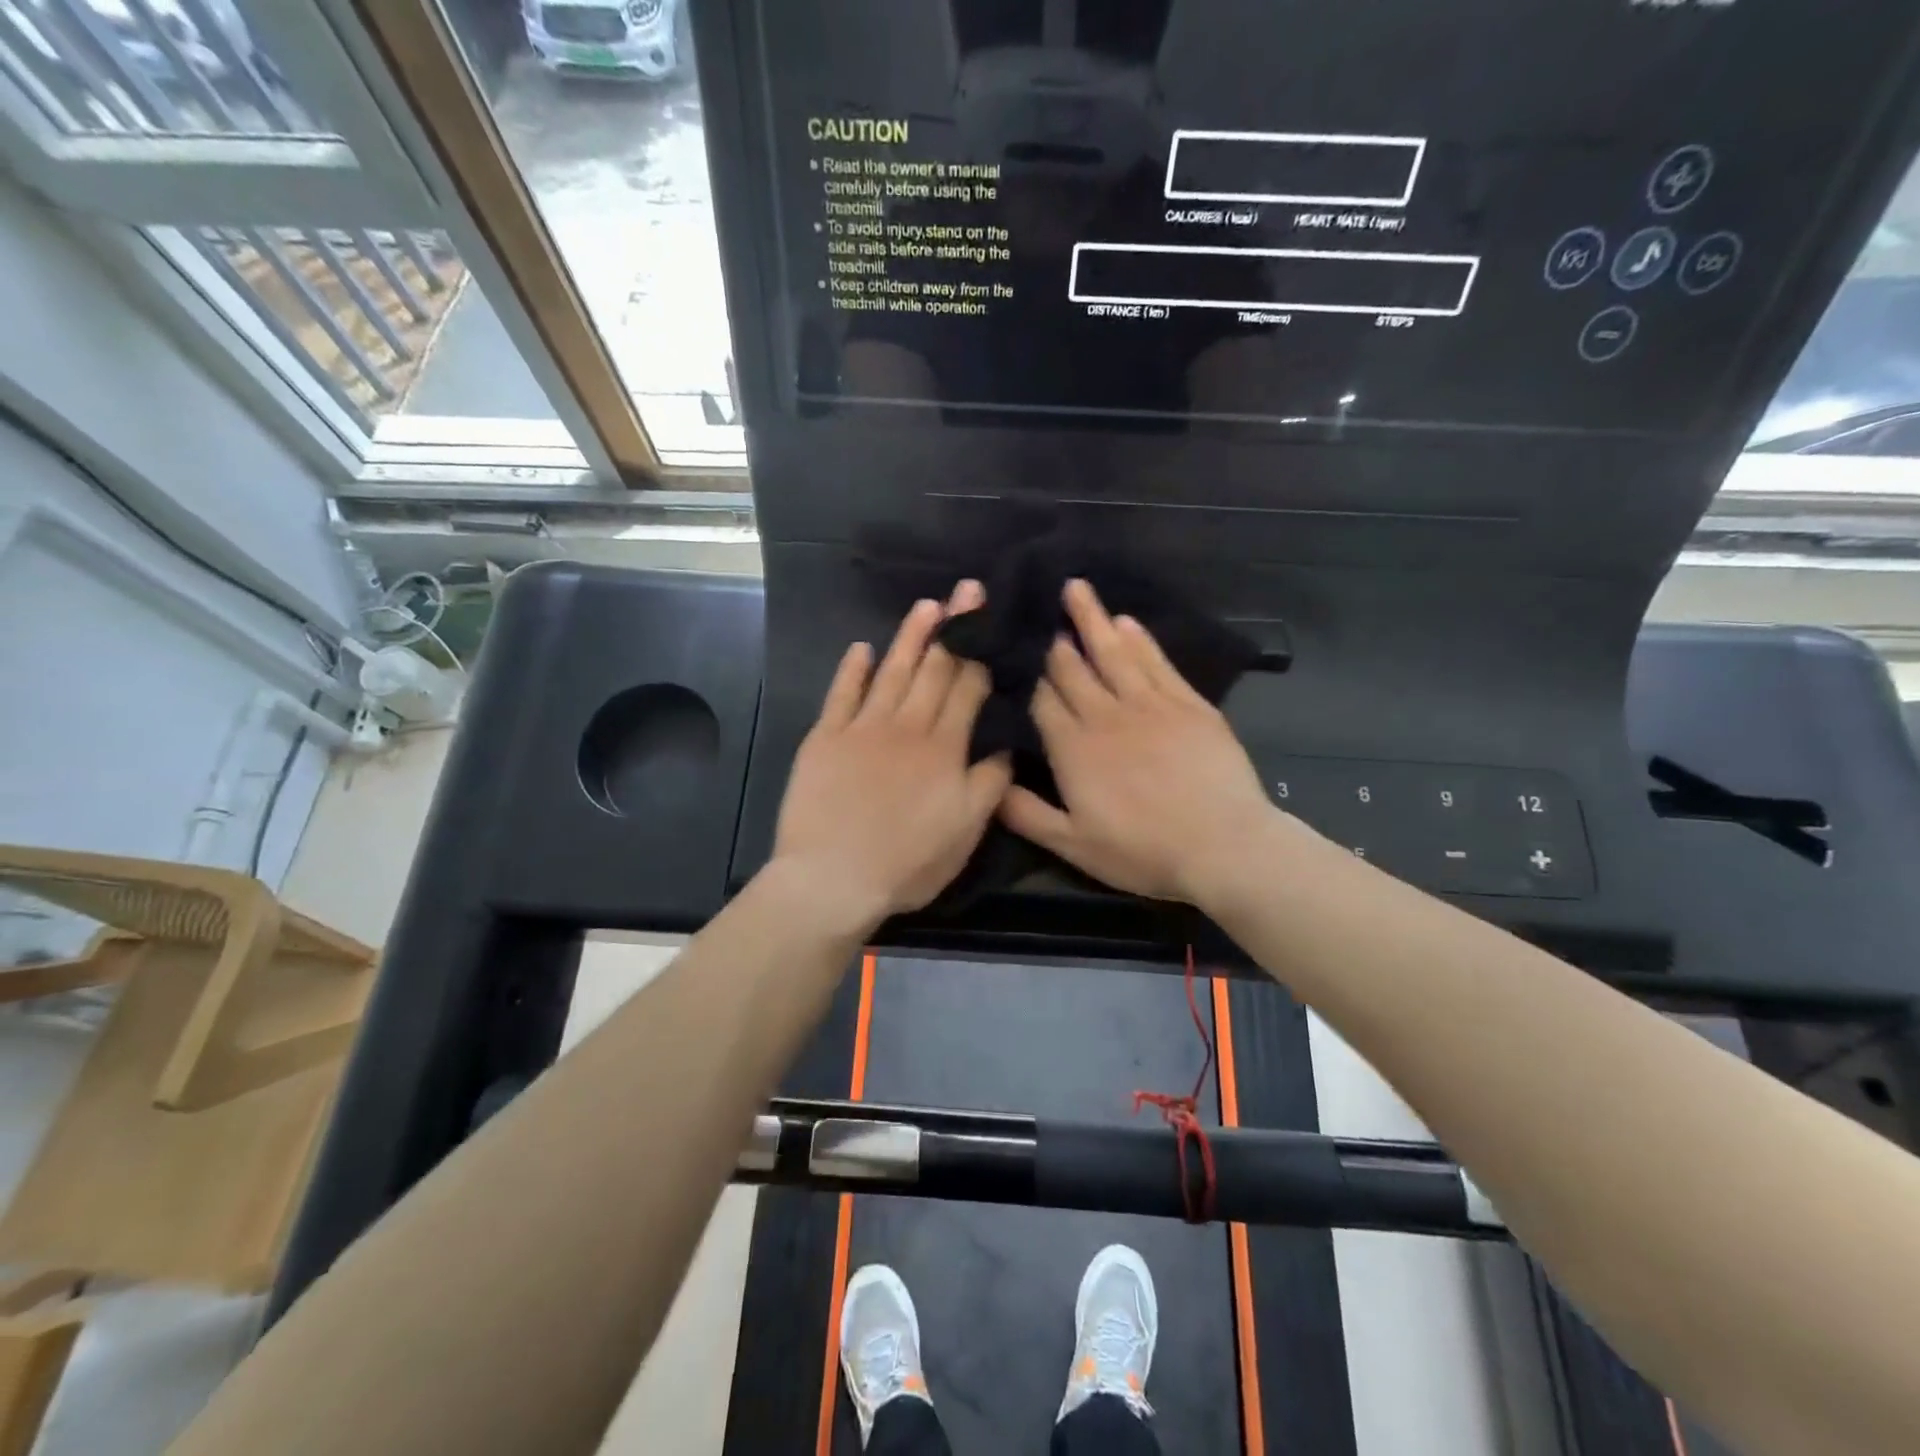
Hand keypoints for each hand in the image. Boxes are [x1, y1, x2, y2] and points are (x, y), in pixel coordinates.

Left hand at [771, 582, 1011, 931]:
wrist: (833, 878)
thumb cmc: (907, 862)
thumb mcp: (966, 833)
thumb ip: (989, 784)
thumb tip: (1004, 745)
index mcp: (943, 748)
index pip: (966, 690)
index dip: (980, 653)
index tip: (989, 620)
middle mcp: (906, 727)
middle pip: (934, 670)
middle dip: (954, 629)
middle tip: (966, 590)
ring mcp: (862, 728)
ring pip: (892, 672)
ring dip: (910, 637)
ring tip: (926, 606)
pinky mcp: (824, 738)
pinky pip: (841, 695)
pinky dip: (852, 670)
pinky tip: (862, 649)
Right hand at [999, 579, 1281, 905]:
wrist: (1222, 846)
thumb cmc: (1143, 851)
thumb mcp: (1074, 846)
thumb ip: (1026, 814)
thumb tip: (990, 782)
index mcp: (1073, 749)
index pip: (1041, 700)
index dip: (1027, 674)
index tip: (1013, 648)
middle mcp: (1105, 715)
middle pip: (1072, 669)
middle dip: (1053, 638)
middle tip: (1037, 604)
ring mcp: (1149, 704)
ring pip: (1112, 652)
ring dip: (1091, 619)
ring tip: (1076, 587)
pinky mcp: (1187, 703)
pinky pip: (1156, 661)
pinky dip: (1139, 639)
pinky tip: (1125, 621)